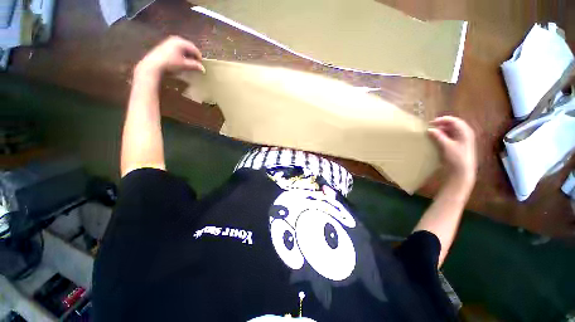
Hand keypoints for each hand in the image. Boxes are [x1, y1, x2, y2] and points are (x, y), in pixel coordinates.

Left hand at [135, 36, 204, 77]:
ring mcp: (169, 41)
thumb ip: (195, 66)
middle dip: (193, 56)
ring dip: (187, 55)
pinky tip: (181, 61)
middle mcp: (176, 39)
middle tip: (196, 64)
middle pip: (189, 47)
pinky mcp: (165, 45)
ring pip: (183, 48)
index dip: (199, 58)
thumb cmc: (171, 63)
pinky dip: (181, 54)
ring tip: (189, 63)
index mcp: (181, 42)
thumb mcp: (184, 65)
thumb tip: (203, 69)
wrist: (154, 64)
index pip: (195, 49)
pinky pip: (177, 49)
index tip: (201, 65)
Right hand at [428, 116, 476, 183]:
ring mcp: (463, 139)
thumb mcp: (446, 146)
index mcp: (465, 132)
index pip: (454, 120)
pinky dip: (444, 135)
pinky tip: (438, 138)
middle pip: (454, 124)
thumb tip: (429, 129)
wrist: (462, 171)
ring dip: (442, 129)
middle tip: (431, 126)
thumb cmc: (456, 157)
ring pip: (452, 130)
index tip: (431, 123)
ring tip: (433, 132)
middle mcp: (465, 134)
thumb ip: (438, 136)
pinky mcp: (460, 145)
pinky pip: (452, 136)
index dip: (443, 120)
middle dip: (442, 124)